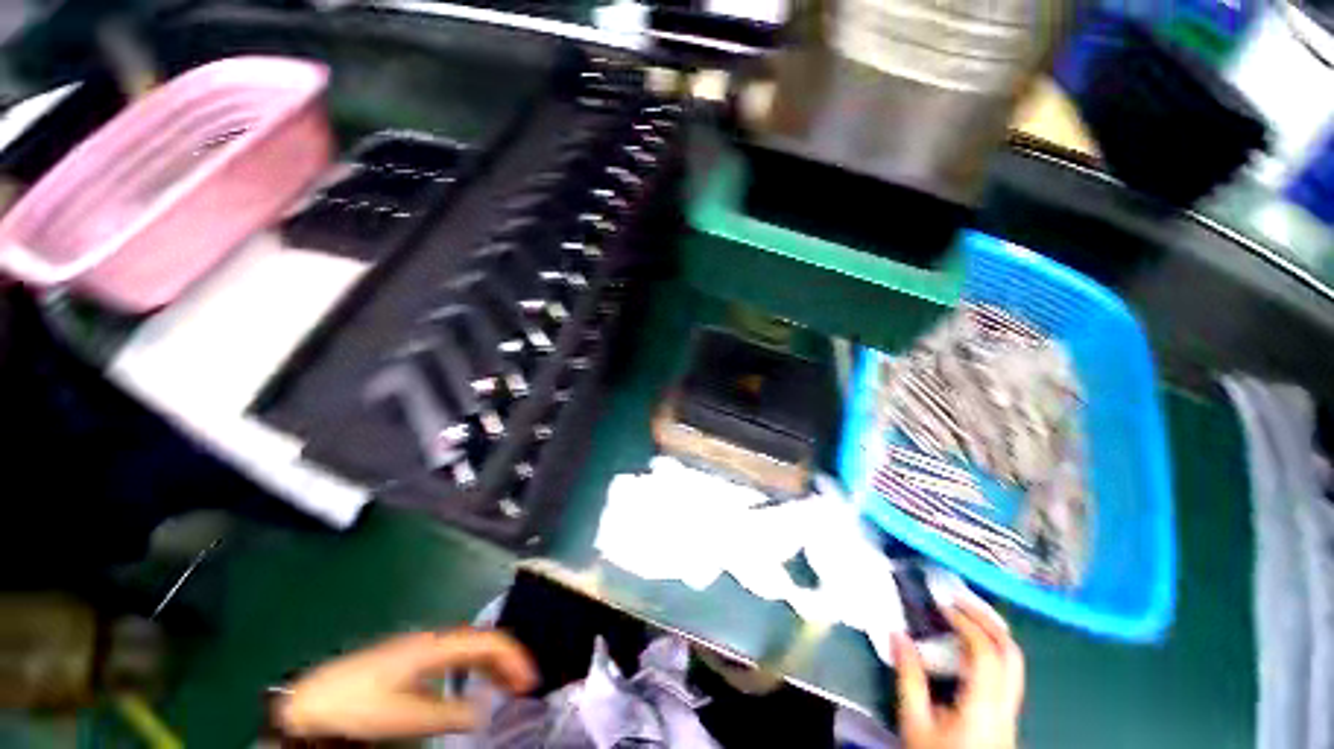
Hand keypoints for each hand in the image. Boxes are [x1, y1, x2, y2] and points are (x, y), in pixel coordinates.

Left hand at [275, 628, 536, 740]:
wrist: (311, 700)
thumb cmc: (358, 705)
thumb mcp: (403, 718)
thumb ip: (448, 712)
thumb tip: (486, 710)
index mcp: (436, 646)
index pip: (488, 641)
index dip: (513, 658)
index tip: (529, 682)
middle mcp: (434, 639)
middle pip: (483, 639)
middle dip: (507, 660)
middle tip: (524, 687)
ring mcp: (422, 647)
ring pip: (470, 646)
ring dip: (492, 664)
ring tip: (506, 687)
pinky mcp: (412, 658)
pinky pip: (456, 656)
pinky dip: (474, 668)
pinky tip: (473, 686)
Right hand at [892, 600, 1024, 748]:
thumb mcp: (914, 722)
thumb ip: (909, 678)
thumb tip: (897, 634)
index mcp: (983, 706)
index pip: (986, 654)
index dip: (967, 623)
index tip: (942, 605)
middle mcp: (1006, 705)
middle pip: (1011, 654)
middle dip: (987, 620)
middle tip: (958, 599)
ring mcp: (1011, 711)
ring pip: (1014, 663)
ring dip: (992, 632)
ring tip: (964, 614)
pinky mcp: (1008, 716)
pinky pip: (1008, 673)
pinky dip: (991, 649)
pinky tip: (969, 646)